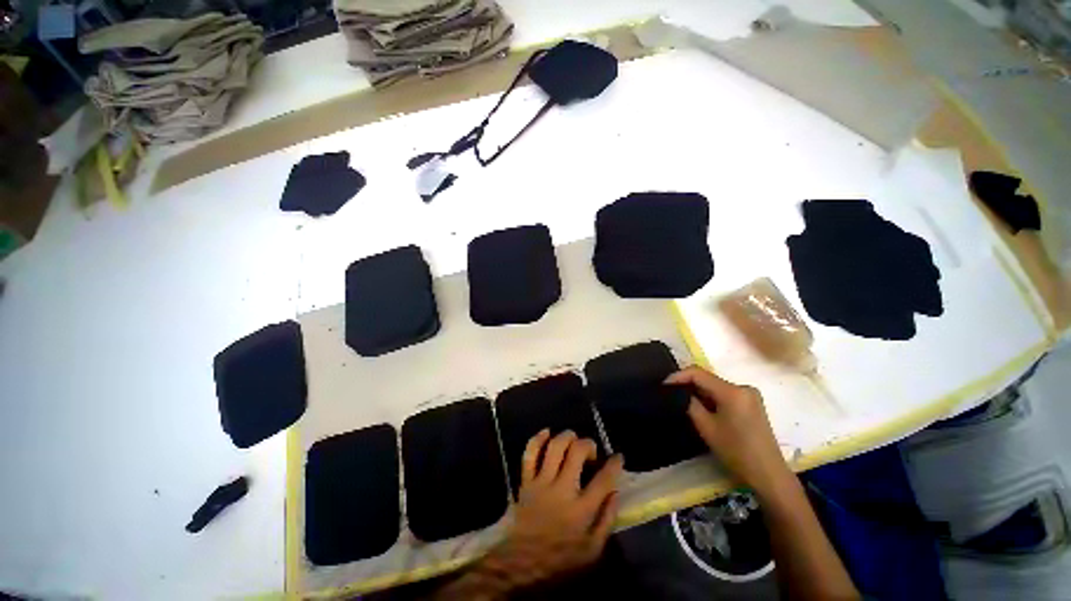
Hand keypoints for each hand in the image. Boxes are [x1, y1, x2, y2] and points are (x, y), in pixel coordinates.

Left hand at [491, 429, 623, 587]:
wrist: (521, 564)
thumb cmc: (560, 560)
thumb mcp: (592, 550)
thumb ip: (607, 520)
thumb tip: (615, 491)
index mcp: (581, 510)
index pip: (603, 479)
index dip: (614, 464)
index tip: (618, 457)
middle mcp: (562, 490)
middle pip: (577, 452)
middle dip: (588, 444)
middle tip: (591, 451)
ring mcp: (541, 482)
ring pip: (555, 447)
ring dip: (567, 437)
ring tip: (573, 440)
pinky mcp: (526, 481)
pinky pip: (530, 453)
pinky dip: (538, 439)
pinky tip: (547, 432)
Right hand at [666, 366, 792, 496]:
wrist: (768, 474)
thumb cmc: (735, 451)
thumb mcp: (706, 427)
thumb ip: (690, 403)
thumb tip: (679, 392)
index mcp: (732, 391)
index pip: (698, 373)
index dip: (678, 376)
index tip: (663, 385)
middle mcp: (743, 387)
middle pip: (708, 378)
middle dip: (688, 384)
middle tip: (671, 393)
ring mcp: (750, 395)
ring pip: (716, 386)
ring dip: (699, 391)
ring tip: (683, 401)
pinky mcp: (752, 403)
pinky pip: (725, 393)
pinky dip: (711, 398)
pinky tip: (702, 407)